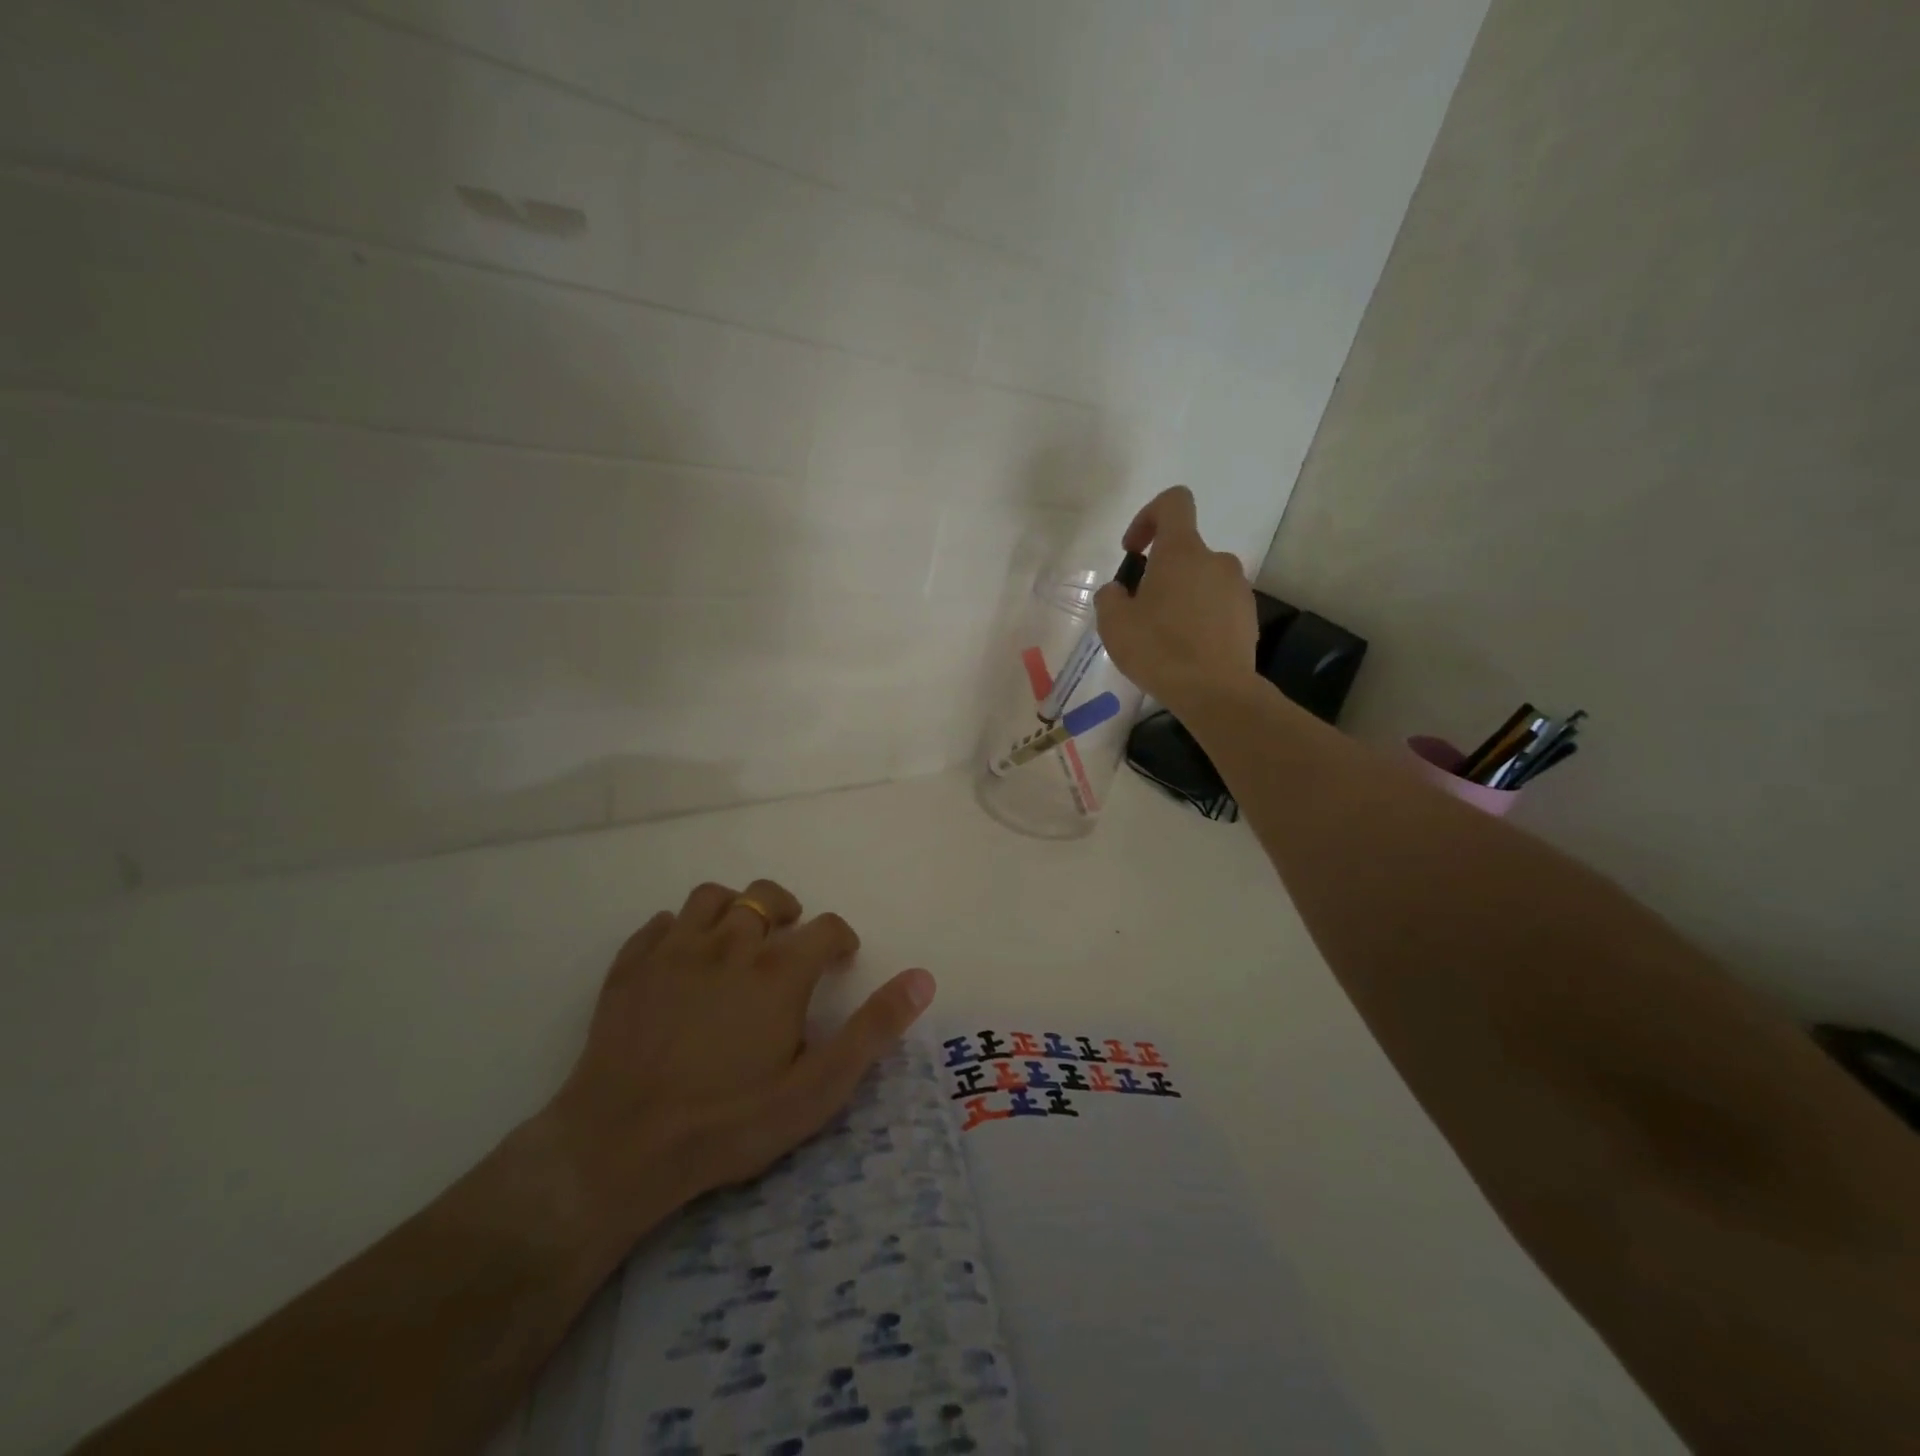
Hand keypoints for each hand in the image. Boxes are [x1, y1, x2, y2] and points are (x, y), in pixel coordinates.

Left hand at [543, 879, 934, 1238]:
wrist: (619, 1146)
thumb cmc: (728, 1121)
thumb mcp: (816, 1089)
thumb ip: (872, 1029)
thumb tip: (923, 978)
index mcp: (778, 970)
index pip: (825, 927)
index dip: (841, 938)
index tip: (842, 959)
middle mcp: (729, 943)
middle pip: (767, 897)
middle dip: (788, 911)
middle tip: (790, 944)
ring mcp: (675, 950)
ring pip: (712, 897)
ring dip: (734, 909)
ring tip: (738, 940)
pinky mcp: (631, 966)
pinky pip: (661, 923)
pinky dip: (681, 929)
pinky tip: (683, 958)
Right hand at [1095, 486, 1259, 711]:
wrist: (1215, 692)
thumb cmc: (1159, 650)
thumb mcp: (1114, 624)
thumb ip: (1110, 597)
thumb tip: (1119, 591)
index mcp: (1182, 551)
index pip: (1174, 502)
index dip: (1148, 516)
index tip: (1134, 551)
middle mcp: (1216, 560)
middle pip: (1184, 550)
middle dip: (1160, 572)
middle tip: (1140, 610)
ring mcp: (1237, 588)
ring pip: (1201, 580)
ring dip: (1181, 596)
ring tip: (1163, 635)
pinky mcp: (1248, 616)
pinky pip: (1217, 605)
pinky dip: (1200, 617)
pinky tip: (1185, 650)